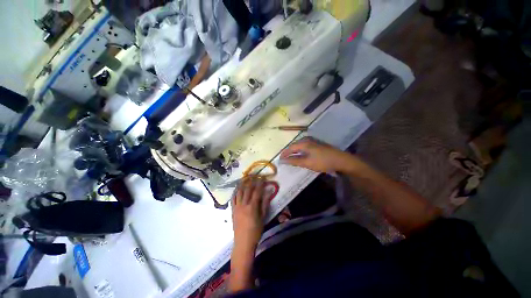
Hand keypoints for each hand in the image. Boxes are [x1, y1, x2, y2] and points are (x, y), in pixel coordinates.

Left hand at [231, 177, 269, 249]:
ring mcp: (236, 207)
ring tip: (246, 179)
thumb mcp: (263, 217)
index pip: (257, 192)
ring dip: (243, 184)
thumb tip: (268, 192)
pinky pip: (233, 198)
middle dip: (252, 182)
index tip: (262, 178)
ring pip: (239, 192)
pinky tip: (237, 189)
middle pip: (247, 190)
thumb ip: (265, 203)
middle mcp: (243, 204)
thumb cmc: (256, 231)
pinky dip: (235, 192)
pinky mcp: (232, 210)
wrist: (243, 242)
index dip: (260, 184)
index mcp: (252, 207)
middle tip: (255, 177)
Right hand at [280, 137, 355, 172]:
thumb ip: (294, 161)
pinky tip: (301, 155)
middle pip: (294, 145)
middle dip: (289, 152)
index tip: (280, 159)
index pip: (290, 148)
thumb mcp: (307, 163)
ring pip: (299, 146)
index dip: (284, 153)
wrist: (341, 160)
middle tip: (284, 159)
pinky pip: (304, 146)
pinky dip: (300, 151)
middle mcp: (307, 140)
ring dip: (294, 151)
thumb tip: (283, 161)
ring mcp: (313, 141)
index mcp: (304, 143)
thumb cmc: (322, 161)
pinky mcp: (316, 144)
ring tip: (291, 158)